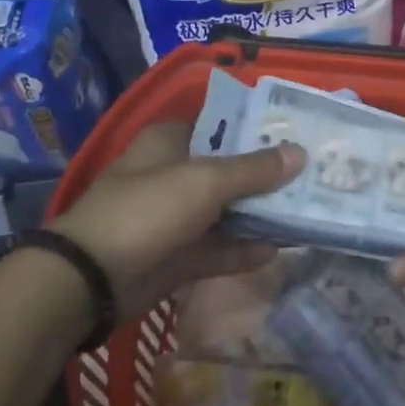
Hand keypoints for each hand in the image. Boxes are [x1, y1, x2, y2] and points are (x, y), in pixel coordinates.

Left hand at [49, 121, 303, 319]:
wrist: (91, 280)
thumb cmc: (148, 208)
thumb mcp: (206, 181)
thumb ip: (254, 169)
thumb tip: (300, 153)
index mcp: (171, 140)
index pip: (223, 125)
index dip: (259, 130)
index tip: (298, 135)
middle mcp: (174, 173)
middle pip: (229, 169)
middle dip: (267, 175)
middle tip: (313, 176)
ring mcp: (174, 217)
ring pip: (226, 211)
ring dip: (259, 214)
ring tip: (306, 212)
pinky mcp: (176, 256)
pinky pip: (218, 248)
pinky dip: (243, 248)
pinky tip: (279, 249)